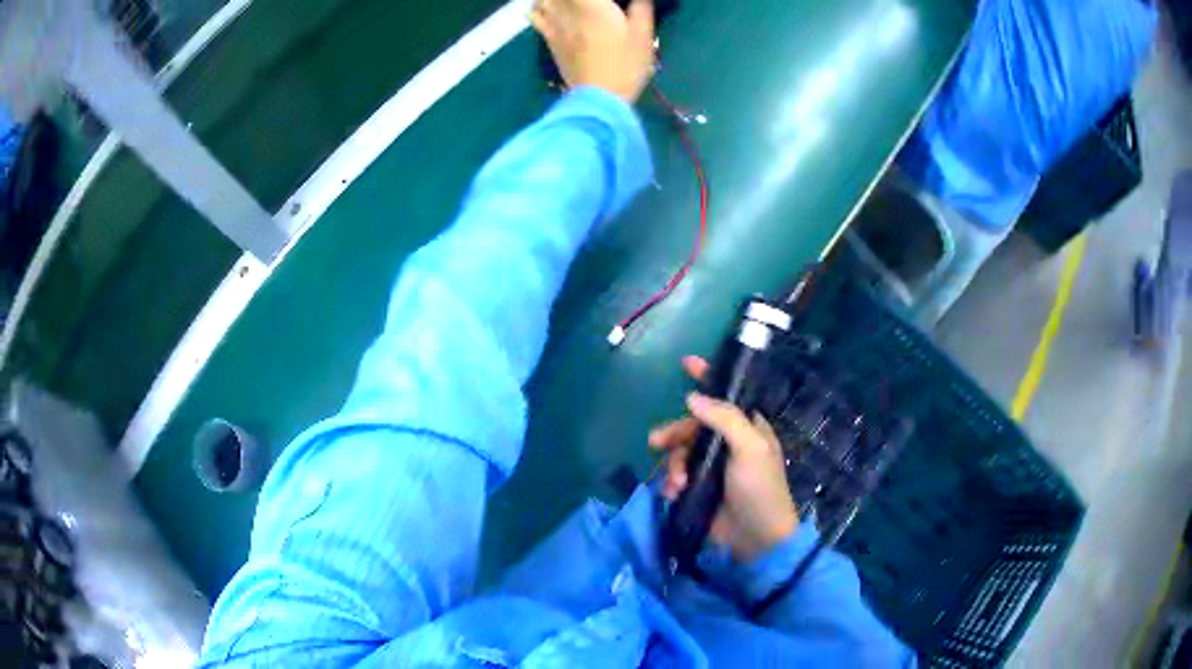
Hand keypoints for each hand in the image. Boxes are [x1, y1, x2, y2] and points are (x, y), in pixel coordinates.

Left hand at [530, 0, 655, 102]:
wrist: (599, 97)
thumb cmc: (625, 64)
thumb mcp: (643, 34)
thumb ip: (641, 7)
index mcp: (593, 4)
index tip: (607, 2)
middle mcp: (568, 9)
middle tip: (592, 4)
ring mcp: (554, 25)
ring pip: (543, 0)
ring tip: (568, 3)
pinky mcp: (548, 39)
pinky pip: (535, 16)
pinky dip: (538, 8)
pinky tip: (547, 8)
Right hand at [649, 356, 799, 562]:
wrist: (756, 539)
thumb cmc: (761, 488)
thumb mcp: (750, 448)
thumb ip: (725, 419)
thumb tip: (693, 397)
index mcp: (747, 429)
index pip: (725, 397)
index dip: (707, 378)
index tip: (686, 363)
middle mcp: (729, 444)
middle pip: (693, 426)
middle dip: (675, 432)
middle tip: (656, 441)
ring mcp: (712, 468)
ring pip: (681, 452)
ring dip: (673, 464)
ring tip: (676, 483)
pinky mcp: (699, 490)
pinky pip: (677, 475)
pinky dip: (671, 482)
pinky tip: (672, 493)